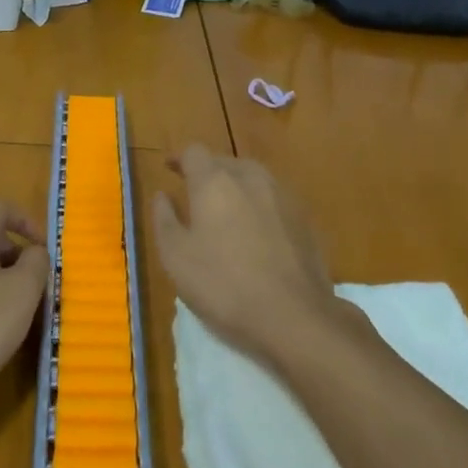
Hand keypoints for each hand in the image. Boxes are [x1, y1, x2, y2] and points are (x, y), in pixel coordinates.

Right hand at [151, 144, 337, 362]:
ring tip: (226, 212)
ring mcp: (283, 195)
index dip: (180, 158)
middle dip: (208, 173)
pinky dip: (259, 206)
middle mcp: (251, 177)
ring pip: (253, 178)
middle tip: (195, 196)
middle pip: (225, 162)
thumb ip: (165, 219)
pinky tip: (256, 233)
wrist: (294, 315)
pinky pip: (274, 199)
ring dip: (236, 187)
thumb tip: (162, 195)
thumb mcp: (176, 258)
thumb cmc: (224, 285)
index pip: (194, 152)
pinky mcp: (305, 218)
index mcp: (215, 181)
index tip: (170, 169)